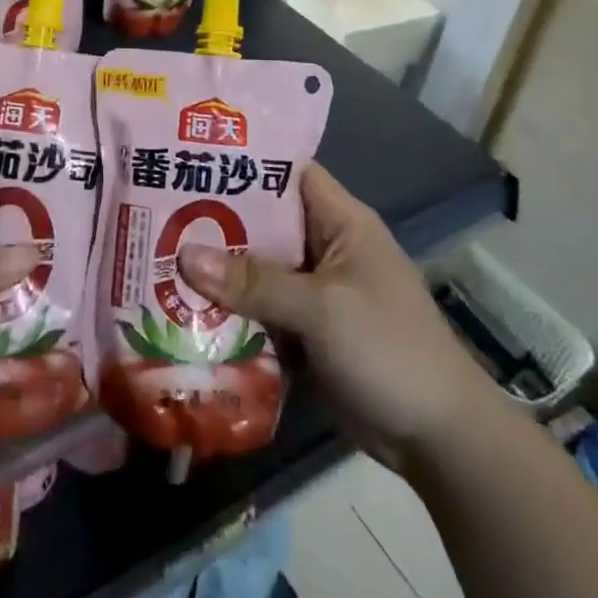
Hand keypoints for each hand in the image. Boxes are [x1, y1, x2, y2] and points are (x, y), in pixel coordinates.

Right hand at [178, 162, 489, 472]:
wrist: (441, 439)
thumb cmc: (388, 350)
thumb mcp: (321, 309)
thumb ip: (254, 281)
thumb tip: (183, 254)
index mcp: (341, 222)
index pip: (287, 172)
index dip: (244, 163)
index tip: (191, 159)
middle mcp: (326, 247)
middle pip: (265, 222)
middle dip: (217, 219)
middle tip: (157, 212)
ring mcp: (317, 291)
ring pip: (259, 267)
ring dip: (219, 269)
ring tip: (156, 255)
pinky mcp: (309, 330)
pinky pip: (263, 308)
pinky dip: (233, 309)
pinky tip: (185, 307)